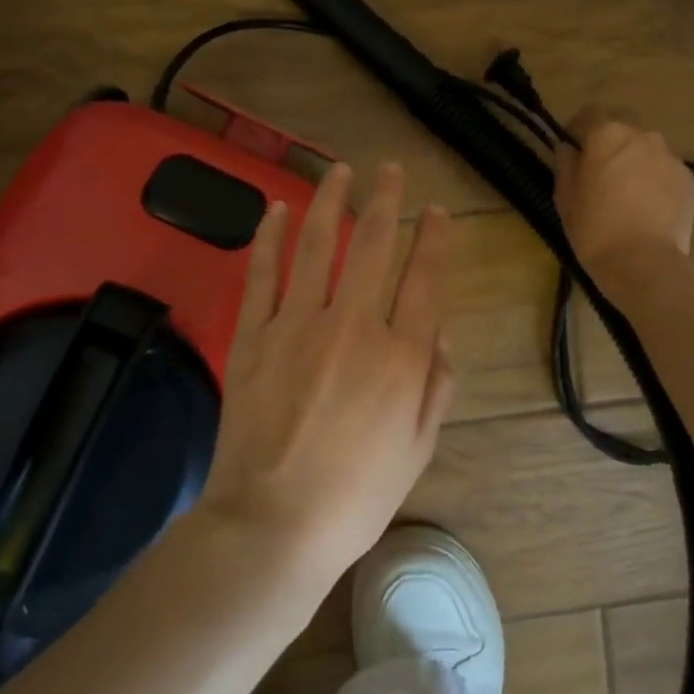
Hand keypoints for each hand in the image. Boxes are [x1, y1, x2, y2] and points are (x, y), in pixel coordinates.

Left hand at [200, 161, 455, 581]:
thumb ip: (436, 387)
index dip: (434, 238)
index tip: (436, 210)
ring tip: (340, 171)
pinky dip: (268, 238)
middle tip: (390, 170)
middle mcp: (354, 327)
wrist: (274, 524)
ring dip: (330, 202)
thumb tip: (439, 337)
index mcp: (402, 357)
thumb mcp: (417, 450)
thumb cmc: (356, 496)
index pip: (424, 279)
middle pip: (373, 247)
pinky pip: (262, 275)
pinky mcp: (254, 337)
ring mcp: (298, 327)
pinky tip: (276, 210)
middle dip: (386, 201)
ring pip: (316, 246)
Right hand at [554, 106, 693, 285]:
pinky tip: (649, 208)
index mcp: (606, 135)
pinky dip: (656, 181)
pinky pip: (666, 170)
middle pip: (622, 126)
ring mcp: (669, 156)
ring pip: (647, 148)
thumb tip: (568, 148)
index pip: (589, 114)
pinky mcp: (688, 178)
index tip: (574, 151)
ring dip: (636, 161)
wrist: (643, 262)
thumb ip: (566, 165)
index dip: (579, 130)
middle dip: (611, 142)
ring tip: (630, 194)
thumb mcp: (565, 198)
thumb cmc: (594, 229)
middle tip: (603, 173)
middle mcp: (641, 135)